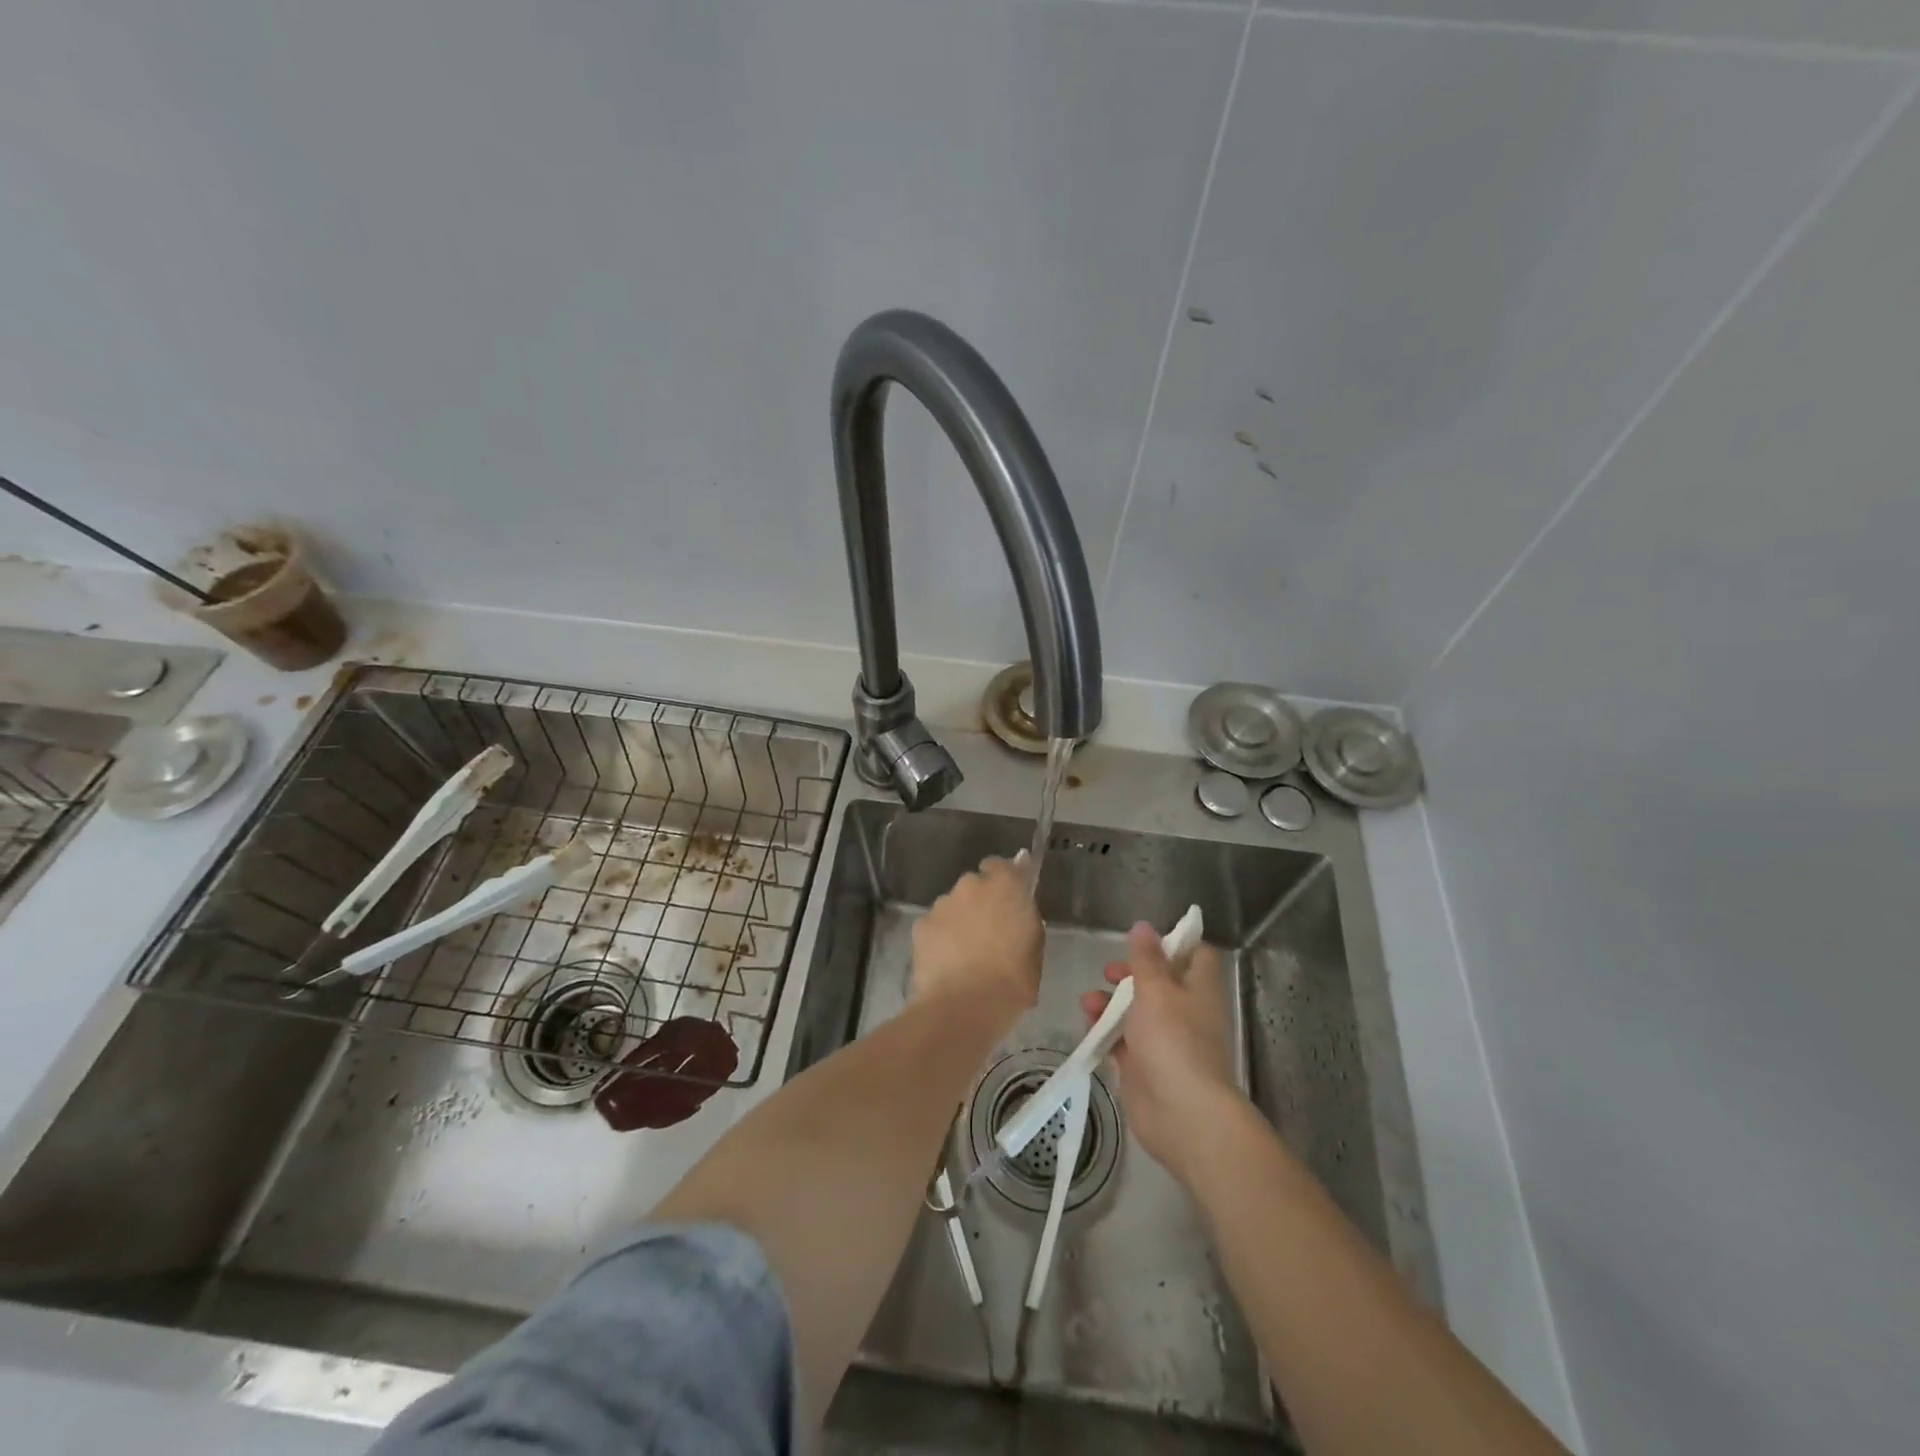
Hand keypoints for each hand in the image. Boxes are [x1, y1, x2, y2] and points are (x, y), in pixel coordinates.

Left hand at [911, 855, 1041, 1019]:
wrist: (964, 1006)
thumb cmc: (1012, 980)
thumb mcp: (1034, 948)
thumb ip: (1025, 918)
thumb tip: (1018, 906)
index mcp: (1005, 886)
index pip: (1001, 865)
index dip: (1003, 879)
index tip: (1006, 897)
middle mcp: (971, 885)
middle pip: (974, 885)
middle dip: (980, 901)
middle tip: (987, 931)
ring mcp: (942, 904)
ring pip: (952, 905)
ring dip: (958, 919)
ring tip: (964, 952)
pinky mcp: (920, 924)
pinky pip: (934, 925)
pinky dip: (939, 937)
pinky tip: (945, 962)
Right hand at [1081, 922, 1241, 1183]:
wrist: (1181, 1114)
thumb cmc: (1173, 1041)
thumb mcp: (1156, 989)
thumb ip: (1146, 958)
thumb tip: (1144, 926)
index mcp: (1199, 989)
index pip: (1195, 956)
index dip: (1172, 944)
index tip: (1144, 941)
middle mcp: (1185, 1012)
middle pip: (1160, 982)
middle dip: (1131, 974)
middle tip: (1110, 972)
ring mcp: (1165, 1041)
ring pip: (1136, 1011)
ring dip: (1111, 1002)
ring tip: (1088, 1002)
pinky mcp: (1144, 1066)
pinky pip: (1122, 1040)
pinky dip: (1105, 1032)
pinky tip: (1087, 1026)